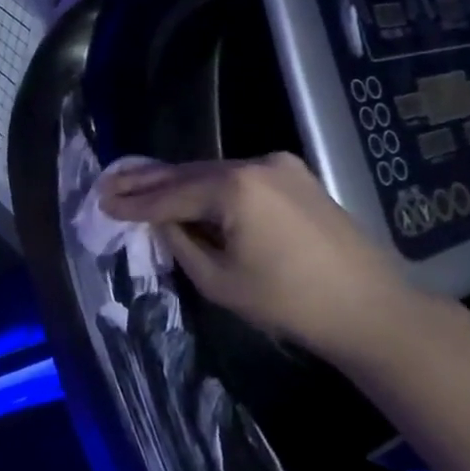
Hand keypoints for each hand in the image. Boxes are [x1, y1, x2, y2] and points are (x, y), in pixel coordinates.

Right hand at [100, 153, 422, 364]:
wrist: (367, 307)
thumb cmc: (287, 301)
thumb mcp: (218, 280)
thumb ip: (182, 243)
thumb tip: (163, 222)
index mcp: (234, 187)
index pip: (170, 195)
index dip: (134, 201)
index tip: (101, 199)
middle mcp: (255, 163)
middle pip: (189, 173)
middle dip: (149, 181)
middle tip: (109, 181)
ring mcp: (280, 166)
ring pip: (213, 173)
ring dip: (178, 183)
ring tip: (139, 186)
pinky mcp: (296, 177)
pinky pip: (239, 178)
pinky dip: (210, 188)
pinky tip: (188, 193)